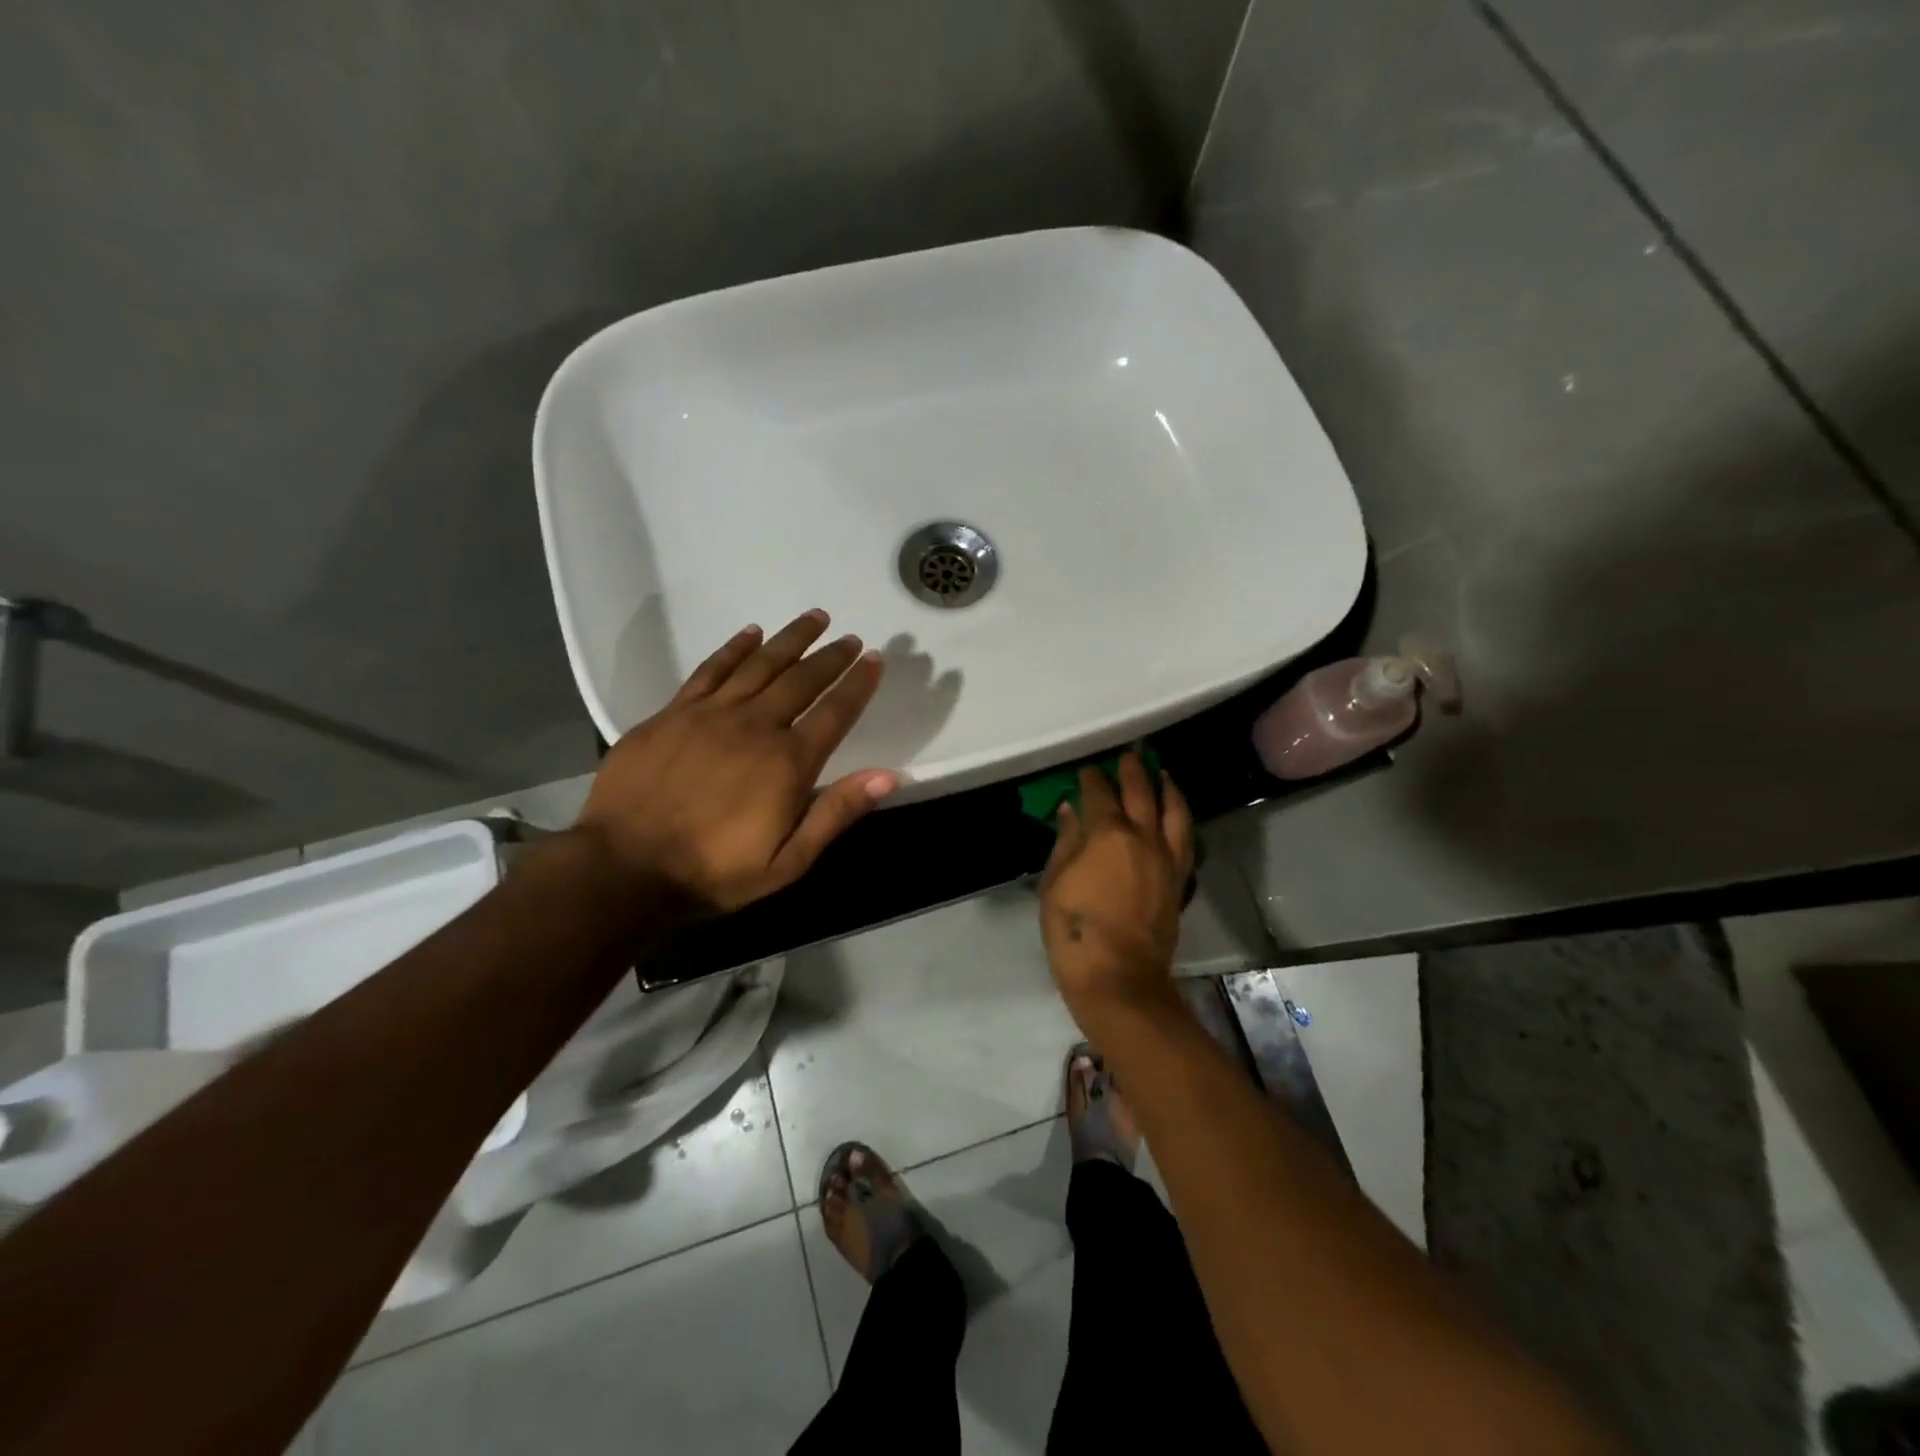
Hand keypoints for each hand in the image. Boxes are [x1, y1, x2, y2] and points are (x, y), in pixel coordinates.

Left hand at [574, 610, 897, 913]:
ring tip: (814, 618)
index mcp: (788, 762)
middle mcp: (756, 725)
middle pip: (802, 679)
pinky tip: (750, 632)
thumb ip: (836, 814)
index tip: (874, 659)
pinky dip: (734, 648)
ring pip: (760, 664)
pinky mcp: (674, 712)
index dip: (858, 684)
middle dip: (831, 656)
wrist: (625, 866)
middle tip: (850, 637)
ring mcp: (712, 714)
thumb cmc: (713, 871)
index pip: (836, 712)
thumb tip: (888, 775)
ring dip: (791, 638)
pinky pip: (711, 670)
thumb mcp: (787, 862)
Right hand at [1038, 753, 1193, 1029]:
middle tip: (1127, 755)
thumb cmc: (1075, 930)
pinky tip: (1175, 813)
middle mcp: (1143, 837)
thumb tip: (1071, 810)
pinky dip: (1181, 817)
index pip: (1100, 794)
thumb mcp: (1054, 883)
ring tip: (1161, 773)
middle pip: (1141, 792)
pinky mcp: (1178, 879)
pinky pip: (1185, 838)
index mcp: (1108, 834)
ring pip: (1174, 811)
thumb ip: (1066, 841)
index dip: (1092, 778)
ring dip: (1166, 787)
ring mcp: (1166, 858)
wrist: (1119, 976)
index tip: (1086, 769)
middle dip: (1132, 770)